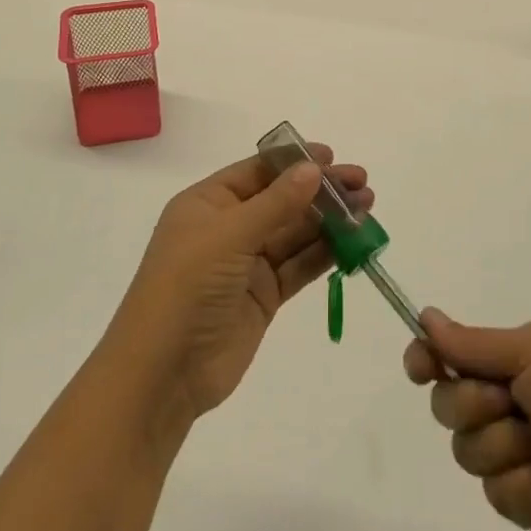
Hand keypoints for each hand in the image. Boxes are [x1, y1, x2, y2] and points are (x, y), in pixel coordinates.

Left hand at [112, 147, 371, 427]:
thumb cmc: (187, 287)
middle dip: (321, 191)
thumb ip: (276, 203)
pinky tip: (353, 243)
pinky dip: (325, 254)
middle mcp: (228, 228)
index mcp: (208, 203)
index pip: (258, 171)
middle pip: (282, 200)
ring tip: (367, 209)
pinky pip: (299, 266)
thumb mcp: (229, 236)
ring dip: (330, 221)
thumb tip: (313, 169)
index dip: (295, 162)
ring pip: (295, 233)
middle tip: (362, 184)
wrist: (164, 372)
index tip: (332, 157)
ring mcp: (247, 264)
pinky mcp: (264, 296)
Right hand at [404, 312, 530, 530]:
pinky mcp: (524, 503)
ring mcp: (516, 454)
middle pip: (448, 401)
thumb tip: (425, 316)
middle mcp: (511, 402)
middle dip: (472, 404)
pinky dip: (524, 486)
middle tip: (508, 403)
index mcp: (518, 361)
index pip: (452, 353)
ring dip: (504, 447)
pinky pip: (494, 492)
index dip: (428, 357)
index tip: (419, 366)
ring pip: (466, 449)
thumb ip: (475, 343)